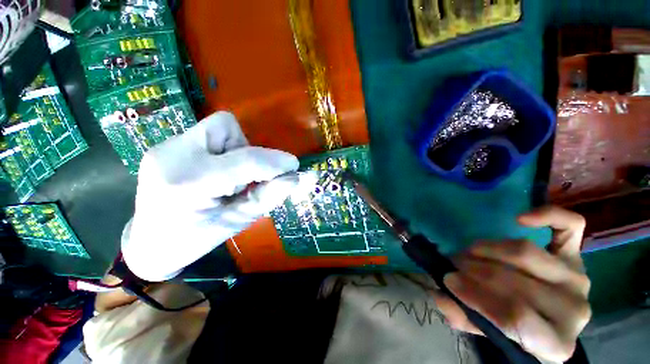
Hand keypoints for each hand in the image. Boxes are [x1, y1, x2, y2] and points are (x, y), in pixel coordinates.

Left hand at [121, 112, 302, 280]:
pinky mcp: (166, 145)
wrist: (148, 243)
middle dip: (249, 151)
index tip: (294, 166)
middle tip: (246, 178)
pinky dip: (224, 150)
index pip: (245, 161)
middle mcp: (172, 155)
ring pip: (219, 127)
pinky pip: (209, 134)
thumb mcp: (238, 221)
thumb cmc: (195, 239)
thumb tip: (295, 177)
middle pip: (228, 128)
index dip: (275, 161)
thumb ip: (269, 196)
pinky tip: (216, 172)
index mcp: (189, 184)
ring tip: (228, 177)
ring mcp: (165, 146)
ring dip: (236, 150)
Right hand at [436, 206, 590, 362]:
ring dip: (489, 249)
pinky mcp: (577, 254)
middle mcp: (574, 311)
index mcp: (556, 343)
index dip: (476, 295)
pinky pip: (570, 227)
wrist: (549, 320)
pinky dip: (547, 216)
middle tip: (454, 263)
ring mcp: (577, 279)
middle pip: (518, 282)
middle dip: (475, 269)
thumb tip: (440, 293)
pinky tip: (519, 219)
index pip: (515, 316)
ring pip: (528, 254)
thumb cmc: (516, 331)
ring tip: (470, 251)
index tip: (448, 279)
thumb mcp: (487, 333)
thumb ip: (462, 317)